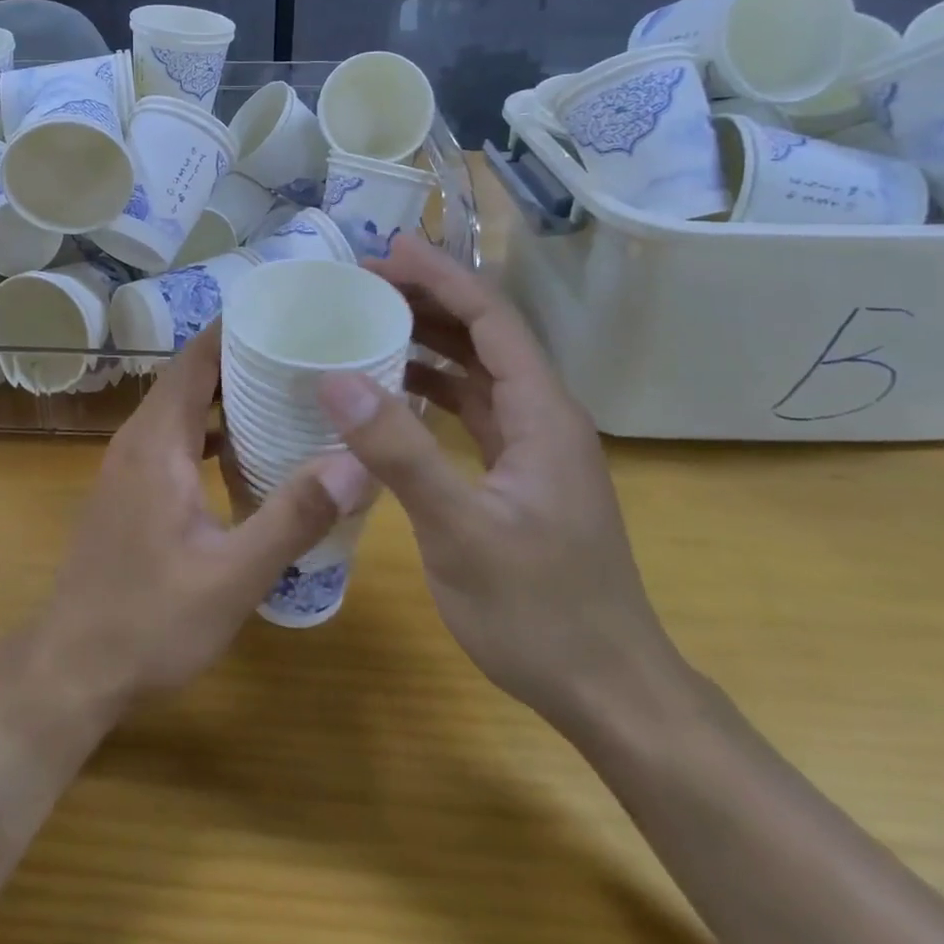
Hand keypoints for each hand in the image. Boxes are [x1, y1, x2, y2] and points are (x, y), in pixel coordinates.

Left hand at [31, 328, 372, 723]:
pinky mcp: (131, 490)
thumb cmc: (148, 621)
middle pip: (191, 377)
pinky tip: (249, 451)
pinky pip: (175, 438)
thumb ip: (293, 517)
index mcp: (157, 441)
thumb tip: (357, 463)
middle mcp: (138, 439)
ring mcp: (129, 465)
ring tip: (287, 390)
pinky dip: (211, 430)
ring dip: (228, 395)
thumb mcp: (232, 576)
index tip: (287, 314)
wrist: (72, 670)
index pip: (197, 359)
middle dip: (243, 357)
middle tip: (304, 351)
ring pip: (182, 408)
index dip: (237, 329)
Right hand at [311, 234, 679, 729]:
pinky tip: (394, 392)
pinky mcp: (520, 474)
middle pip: (486, 334)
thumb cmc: (539, 610)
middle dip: (430, 299)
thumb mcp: (460, 530)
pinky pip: (474, 408)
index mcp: (542, 412)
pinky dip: (433, 388)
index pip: (492, 318)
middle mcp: (544, 416)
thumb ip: (399, 452)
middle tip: (364, 282)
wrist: (609, 692)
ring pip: (479, 370)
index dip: (442, 277)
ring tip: (371, 321)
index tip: (388, 251)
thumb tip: (334, 379)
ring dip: (430, 340)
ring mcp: (534, 446)